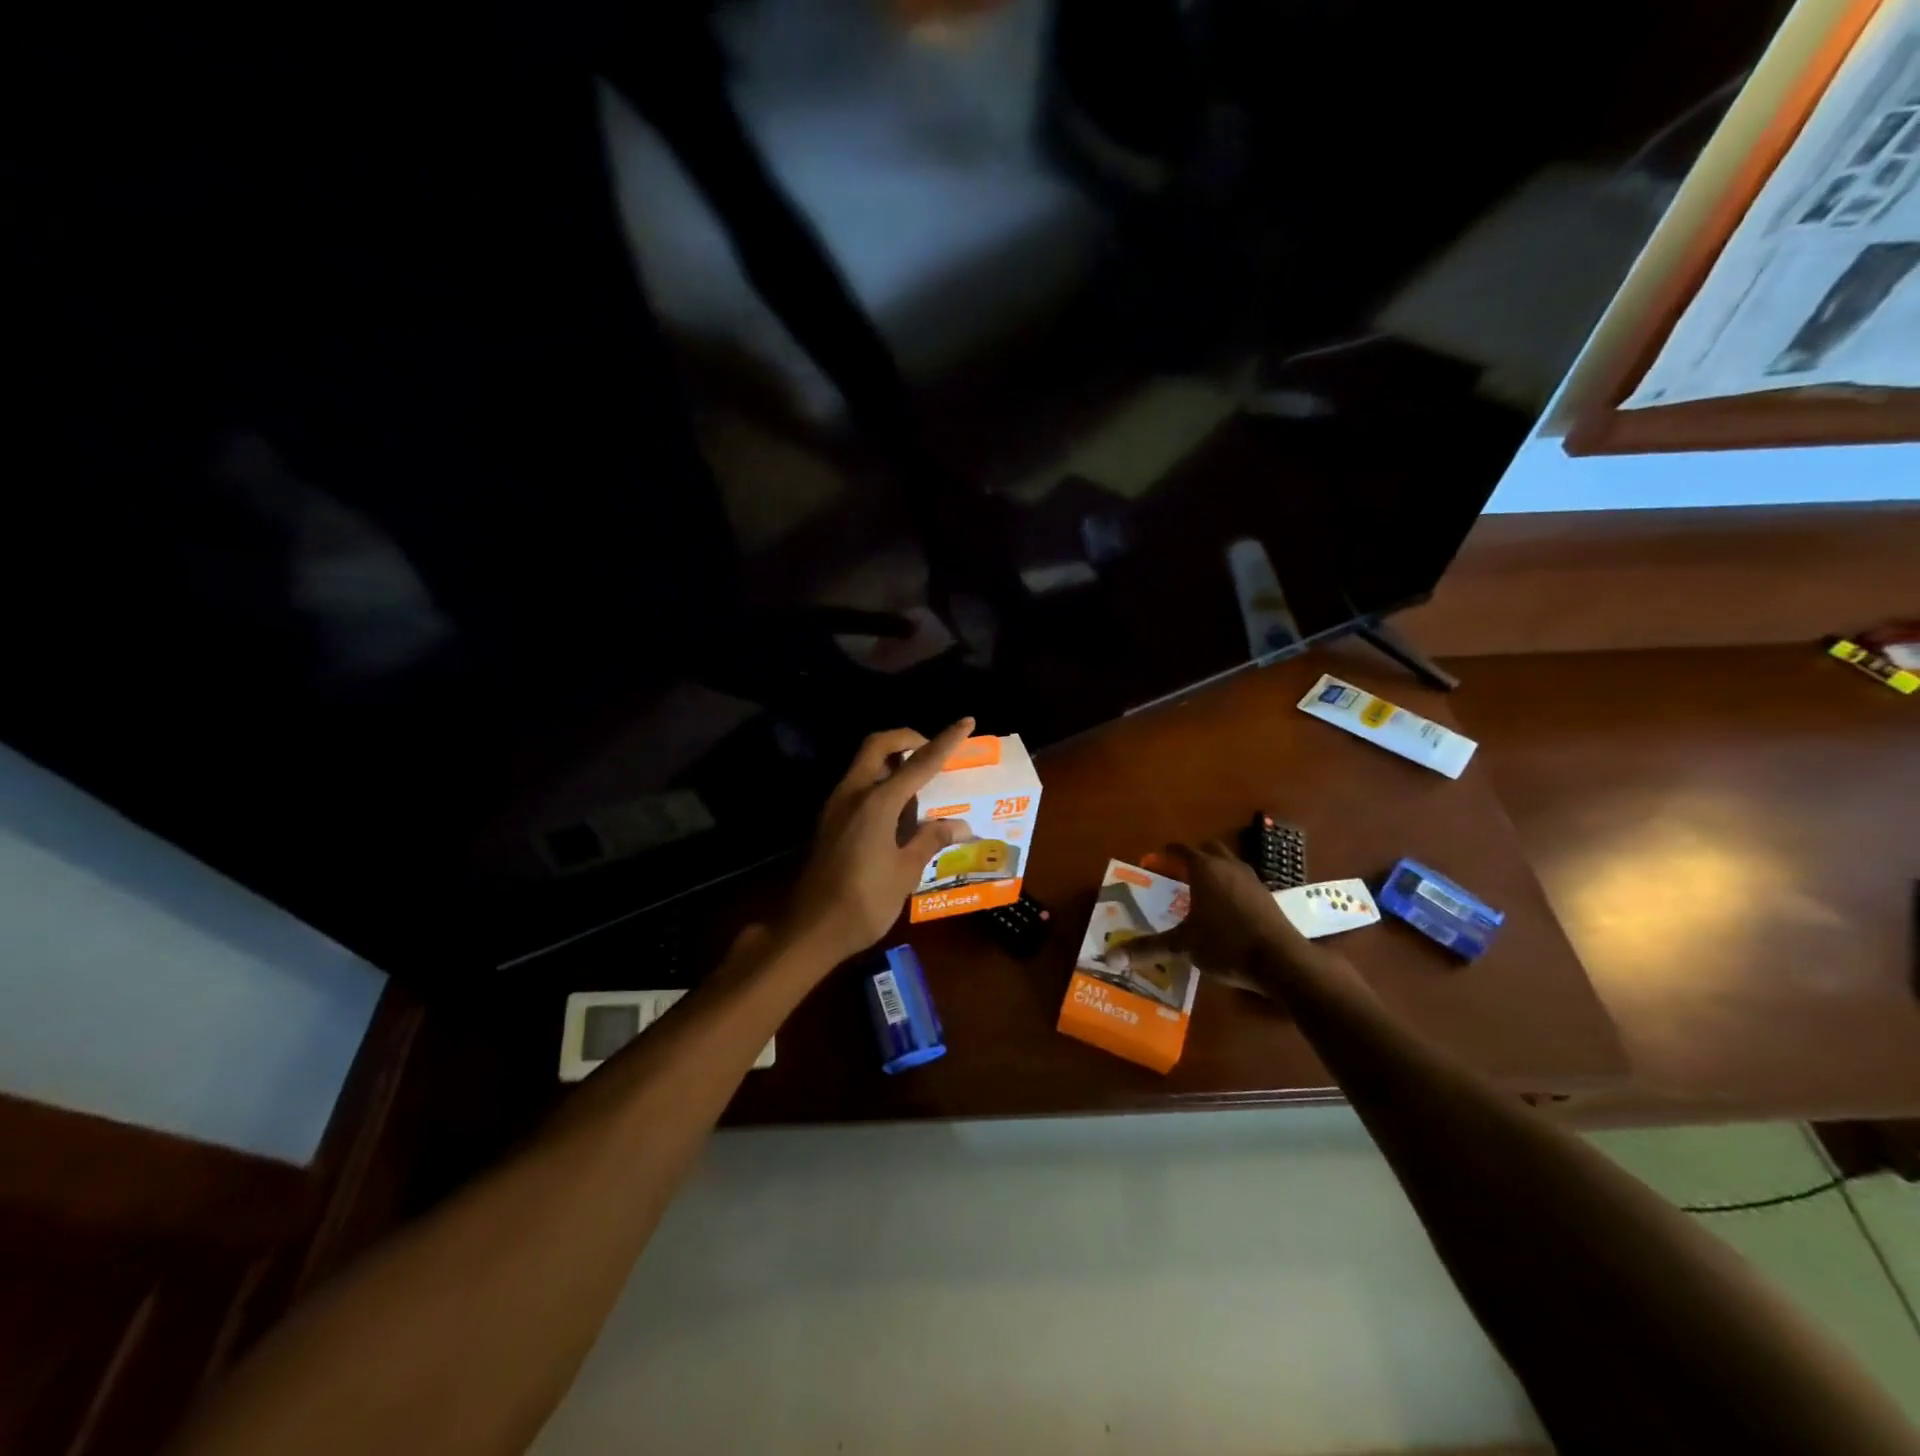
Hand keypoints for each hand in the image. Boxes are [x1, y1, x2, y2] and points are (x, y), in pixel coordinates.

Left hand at [783, 718, 976, 964]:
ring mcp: (836, 806)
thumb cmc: (863, 903)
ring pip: (864, 763)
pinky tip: (898, 809)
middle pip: (878, 745)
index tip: (966, 722)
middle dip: (907, 739)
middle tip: (931, 752)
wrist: (809, 930)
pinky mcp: (829, 821)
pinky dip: (880, 780)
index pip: (918, 763)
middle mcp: (853, 794)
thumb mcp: (905, 872)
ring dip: (891, 759)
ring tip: (920, 781)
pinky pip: (857, 784)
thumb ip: (930, 840)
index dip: (945, 742)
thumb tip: (960, 825)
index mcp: (876, 803)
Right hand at [1105, 840, 1306, 980]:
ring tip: (1199, 891)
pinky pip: (1242, 880)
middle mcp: (1227, 866)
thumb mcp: (1182, 946)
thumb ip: (1147, 948)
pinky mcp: (1266, 895)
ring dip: (1213, 870)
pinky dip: (1230, 886)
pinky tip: (1224, 910)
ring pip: (1228, 863)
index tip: (1154, 861)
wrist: (1281, 960)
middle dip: (1191, 857)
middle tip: (1176, 874)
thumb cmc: (1225, 944)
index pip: (1180, 850)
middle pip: (1207, 849)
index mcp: (1204, 869)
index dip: (1165, 854)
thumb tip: (1110, 957)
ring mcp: (1251, 879)